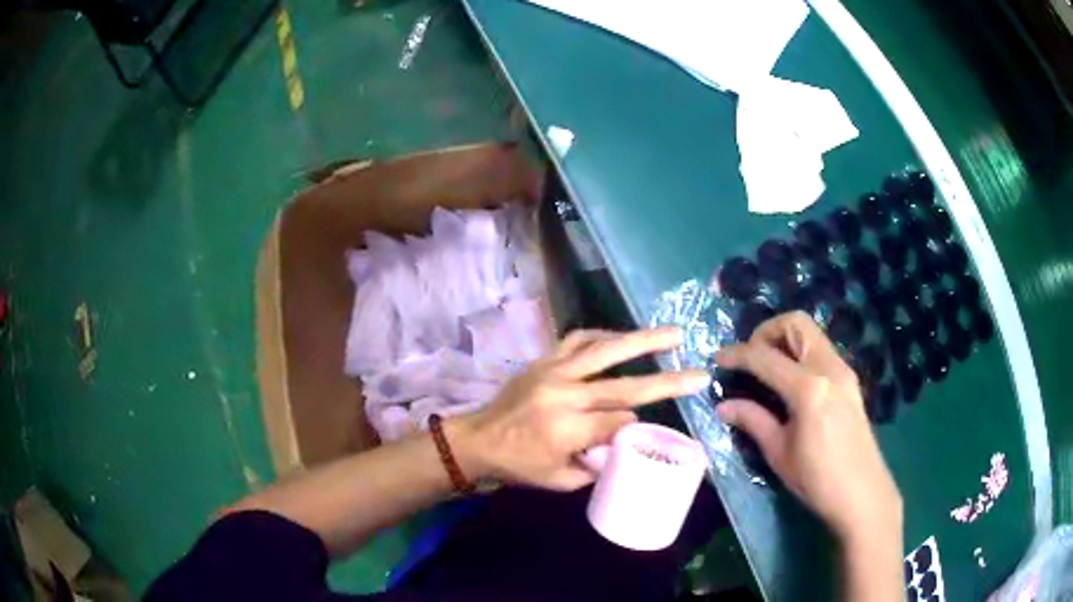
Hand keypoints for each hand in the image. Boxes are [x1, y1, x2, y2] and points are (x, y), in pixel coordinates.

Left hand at [451, 327, 710, 490]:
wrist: (478, 439)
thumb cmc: (519, 465)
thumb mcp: (560, 480)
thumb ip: (597, 465)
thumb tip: (625, 440)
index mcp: (568, 428)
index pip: (619, 421)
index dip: (634, 423)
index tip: (640, 426)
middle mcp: (565, 394)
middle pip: (624, 384)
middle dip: (666, 379)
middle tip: (696, 370)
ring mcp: (553, 371)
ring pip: (604, 350)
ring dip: (641, 340)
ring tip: (671, 334)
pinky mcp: (544, 360)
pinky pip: (578, 339)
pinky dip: (604, 335)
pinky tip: (622, 336)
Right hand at [713, 312, 901, 541]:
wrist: (863, 494)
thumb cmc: (818, 480)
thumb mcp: (779, 453)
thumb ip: (753, 421)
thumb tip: (723, 406)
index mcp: (809, 388)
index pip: (765, 357)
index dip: (737, 354)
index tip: (718, 359)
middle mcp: (829, 368)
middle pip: (795, 324)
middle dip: (766, 332)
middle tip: (749, 359)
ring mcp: (843, 371)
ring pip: (811, 334)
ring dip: (785, 341)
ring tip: (766, 369)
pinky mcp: (849, 380)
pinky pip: (820, 351)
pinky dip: (800, 353)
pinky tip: (789, 382)